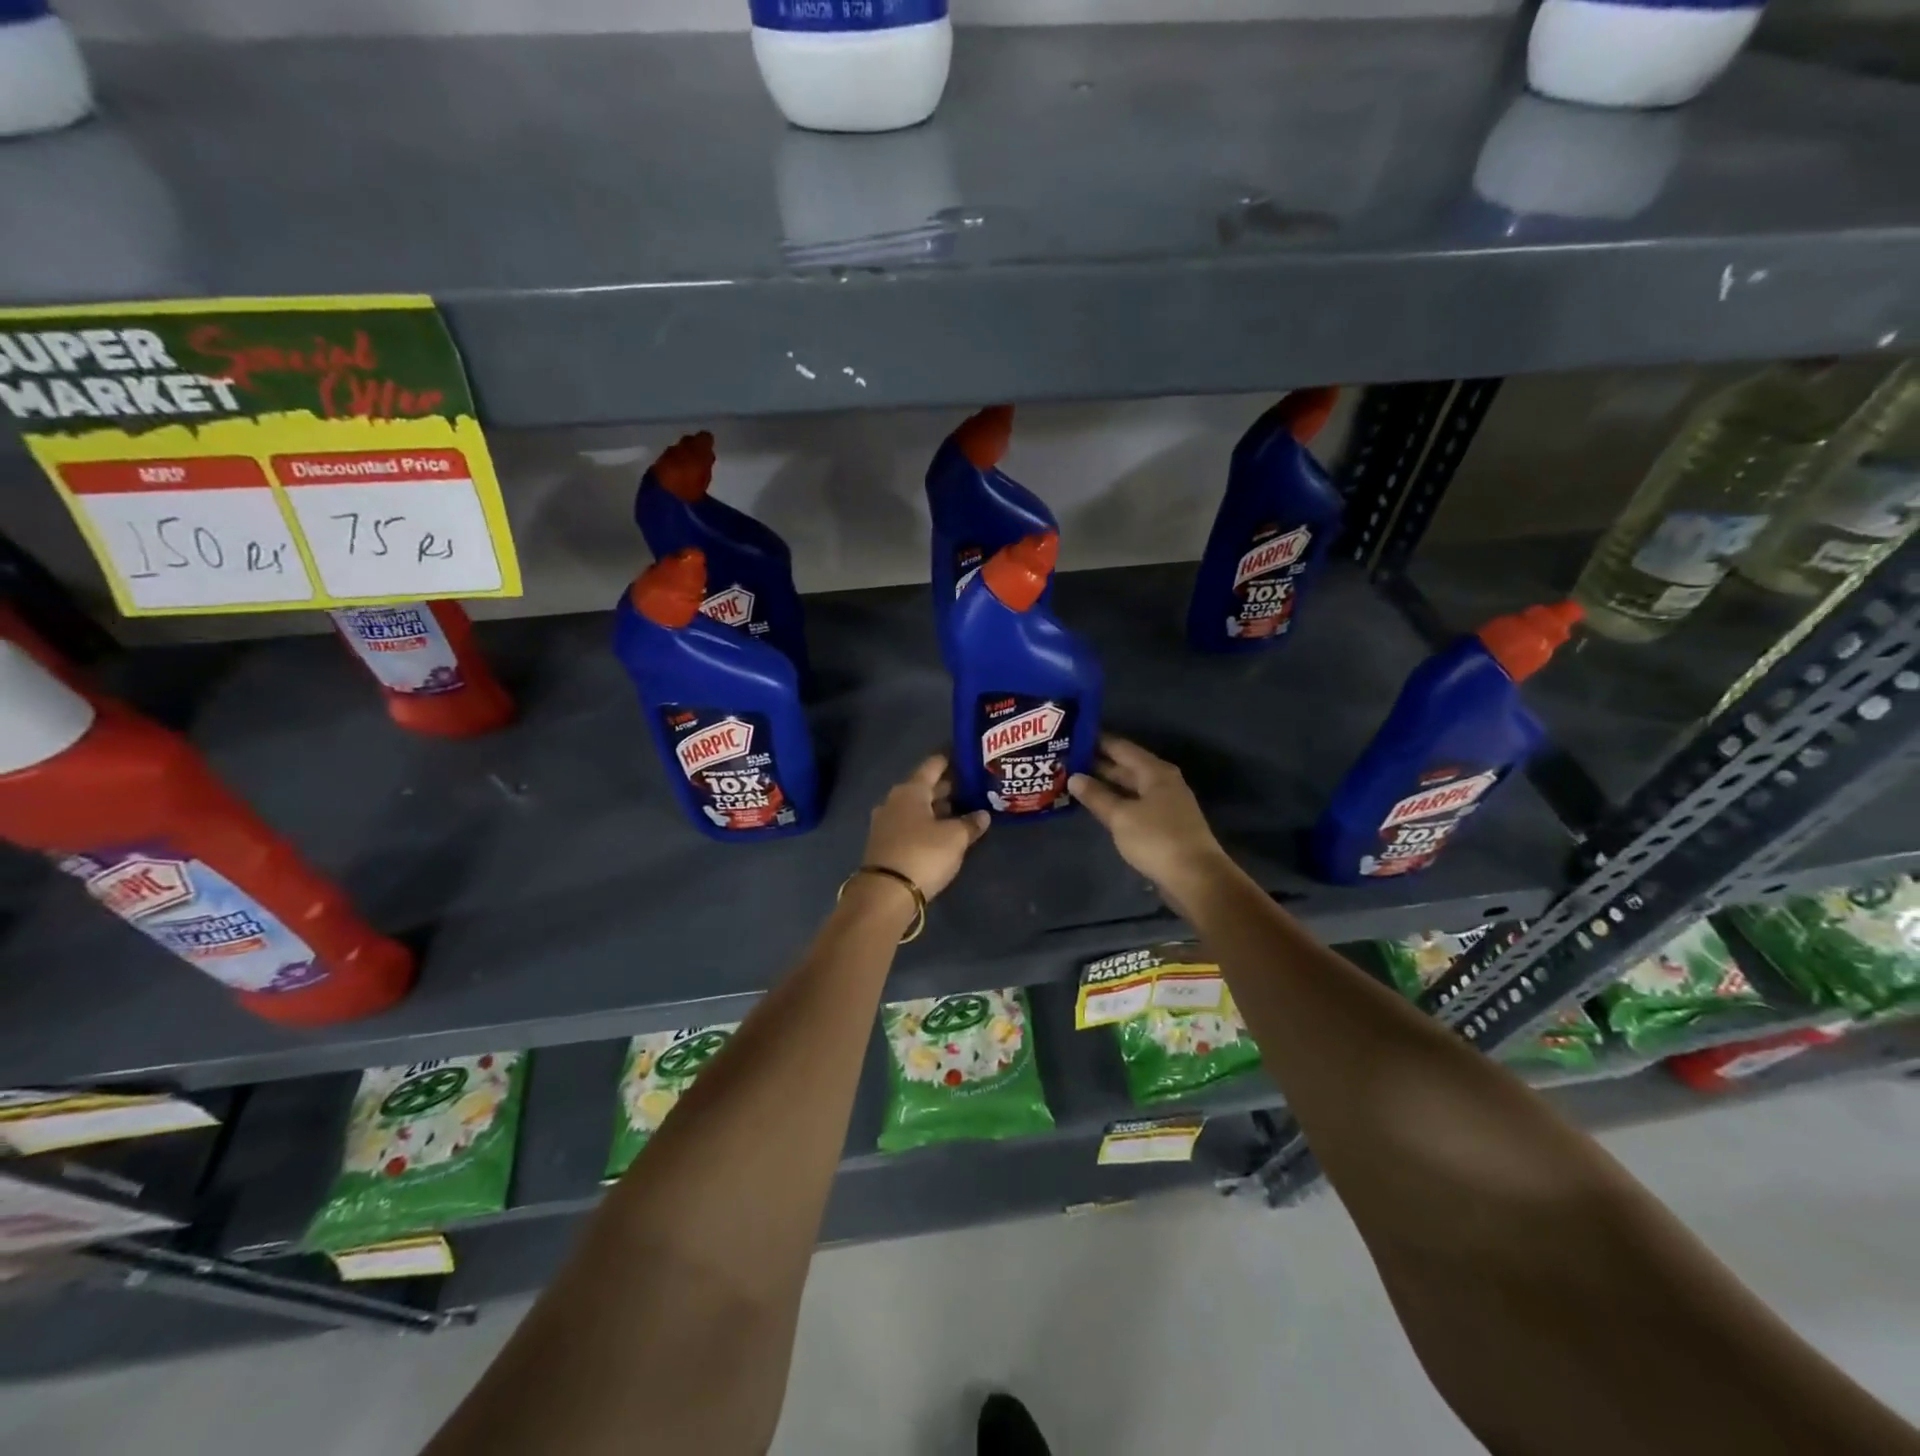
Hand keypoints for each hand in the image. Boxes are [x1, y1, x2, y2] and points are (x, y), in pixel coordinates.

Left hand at [860, 754, 989, 900]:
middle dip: (948, 788)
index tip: (968, 757)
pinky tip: (943, 833)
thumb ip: (970, 823)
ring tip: (963, 811)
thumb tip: (982, 815)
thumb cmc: (922, 854)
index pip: (933, 765)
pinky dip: (927, 825)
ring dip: (937, 809)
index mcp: (910, 790)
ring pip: (917, 808)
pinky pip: (910, 825)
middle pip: (924, 787)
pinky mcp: (885, 844)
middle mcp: (894, 801)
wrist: (885, 893)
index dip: (951, 760)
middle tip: (972, 788)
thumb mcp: (955, 838)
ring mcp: (886, 823)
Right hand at [1070, 736, 1233, 904]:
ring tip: (1073, 782)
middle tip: (1065, 761)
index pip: (1121, 747)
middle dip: (1097, 764)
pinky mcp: (1163, 825)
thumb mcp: (1121, 816)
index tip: (1071, 736)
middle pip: (1126, 767)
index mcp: (1155, 772)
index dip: (1096, 741)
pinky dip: (1115, 802)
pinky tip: (1097, 807)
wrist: (1196, 878)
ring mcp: (1165, 804)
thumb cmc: (1157, 839)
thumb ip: (1096, 796)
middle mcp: (1162, 782)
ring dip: (1105, 785)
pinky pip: (1134, 805)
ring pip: (1129, 787)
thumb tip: (1074, 777)